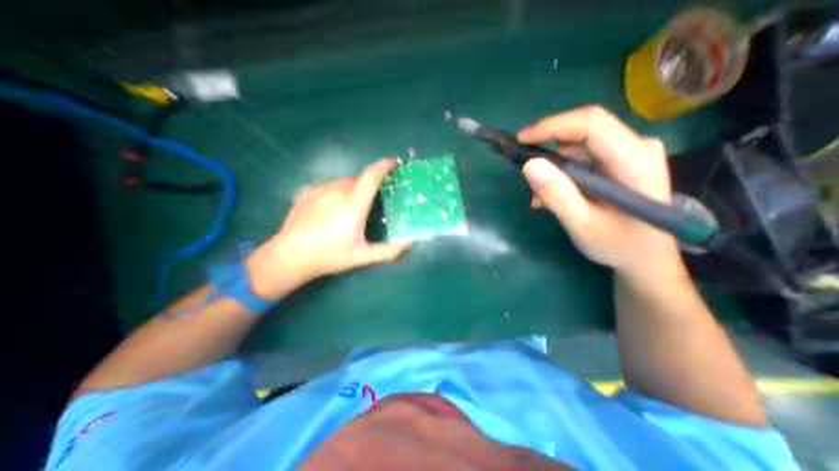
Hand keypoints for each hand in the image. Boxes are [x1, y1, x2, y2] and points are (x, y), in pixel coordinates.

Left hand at [244, 158, 411, 296]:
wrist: (289, 256)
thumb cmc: (329, 256)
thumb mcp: (362, 256)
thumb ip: (388, 250)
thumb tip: (410, 243)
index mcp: (353, 204)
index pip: (372, 175)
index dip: (384, 165)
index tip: (394, 163)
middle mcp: (337, 190)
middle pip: (360, 178)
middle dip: (370, 184)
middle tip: (373, 200)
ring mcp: (320, 189)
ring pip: (344, 181)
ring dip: (354, 188)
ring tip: (353, 206)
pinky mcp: (308, 192)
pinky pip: (330, 185)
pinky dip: (339, 190)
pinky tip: (334, 207)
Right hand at [518, 107, 688, 280]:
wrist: (646, 257)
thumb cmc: (619, 245)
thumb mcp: (582, 225)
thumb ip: (557, 196)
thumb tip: (529, 165)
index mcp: (635, 160)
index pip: (591, 124)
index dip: (553, 127)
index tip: (522, 140)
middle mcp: (637, 147)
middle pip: (584, 131)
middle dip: (548, 149)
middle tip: (526, 171)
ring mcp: (629, 153)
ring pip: (579, 145)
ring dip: (553, 167)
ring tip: (538, 197)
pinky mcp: (620, 161)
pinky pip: (583, 157)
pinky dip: (562, 173)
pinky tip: (552, 195)